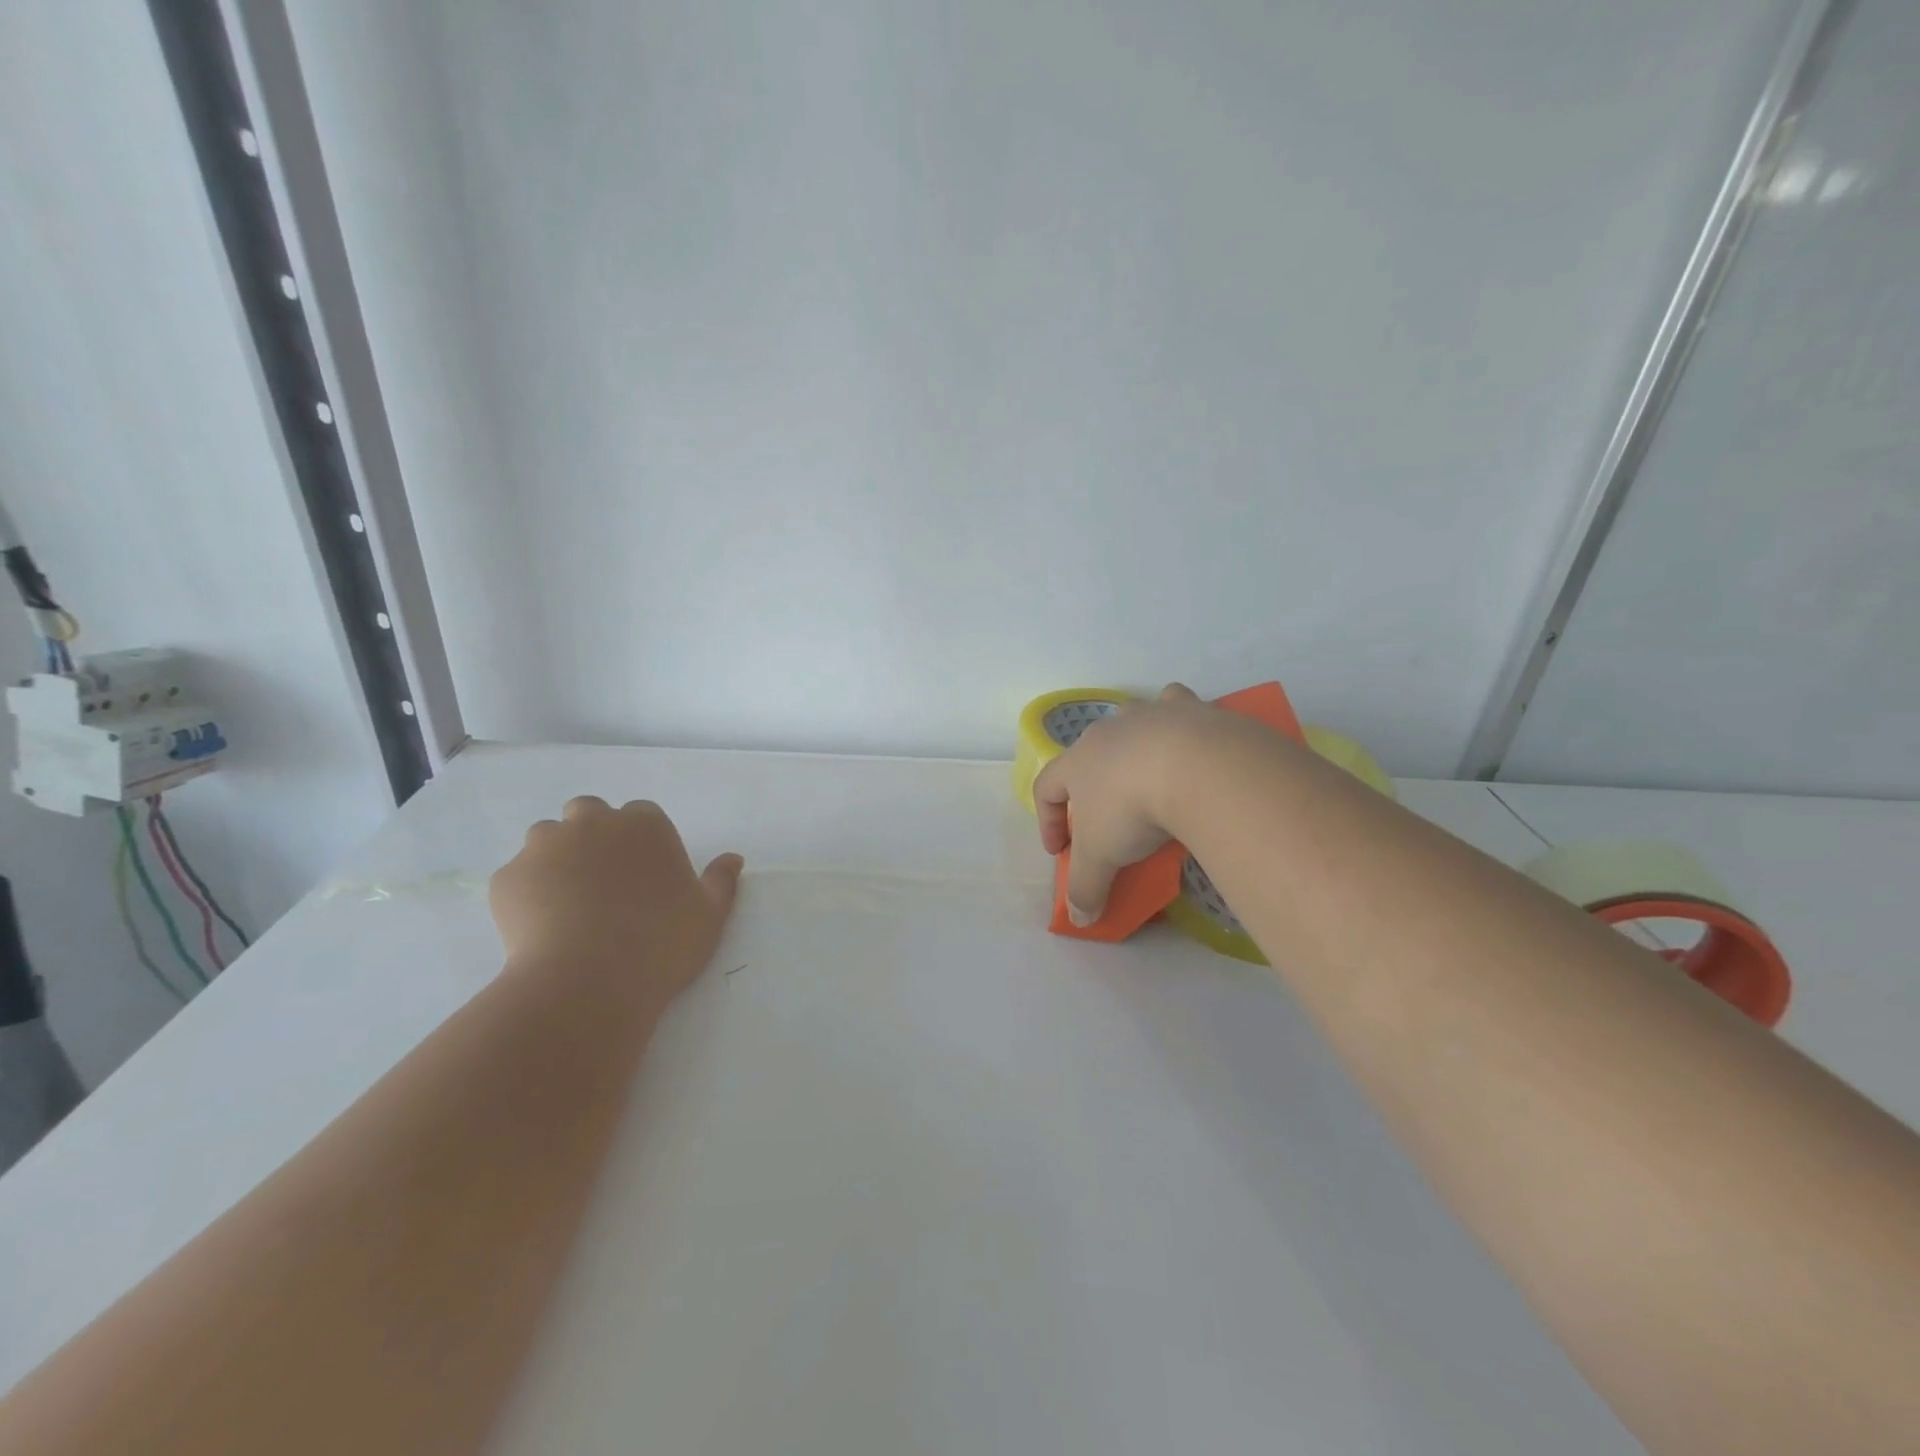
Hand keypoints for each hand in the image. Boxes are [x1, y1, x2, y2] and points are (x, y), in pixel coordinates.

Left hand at [489, 796, 743, 1014]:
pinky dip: (527, 893)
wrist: (589, 983)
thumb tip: (733, 858)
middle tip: (603, 881)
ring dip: (556, 857)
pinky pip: (517, 876)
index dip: (641, 842)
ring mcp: (544, 847)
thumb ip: (721, 881)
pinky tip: (540, 927)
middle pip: (588, 813)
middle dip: (592, 836)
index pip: (641, 815)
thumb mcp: (709, 914)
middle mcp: (593, 823)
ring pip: (546, 838)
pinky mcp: (507, 878)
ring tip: (567, 902)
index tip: (644, 874)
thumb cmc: (661, 943)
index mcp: (645, 824)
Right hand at [1032, 684, 1220, 923]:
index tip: (1060, 851)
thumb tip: (1080, 919)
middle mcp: (1109, 731)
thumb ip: (1087, 887)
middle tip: (1107, 818)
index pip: (1047, 787)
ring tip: (1148, 774)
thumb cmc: (1133, 810)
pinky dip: (1179, 720)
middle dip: (1092, 784)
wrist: (1197, 767)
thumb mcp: (1102, 858)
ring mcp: (1150, 714)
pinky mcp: (1192, 708)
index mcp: (1079, 761)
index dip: (1048, 820)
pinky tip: (1191, 739)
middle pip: (1088, 752)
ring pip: (1130, 721)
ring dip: (1132, 745)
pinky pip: (1177, 705)